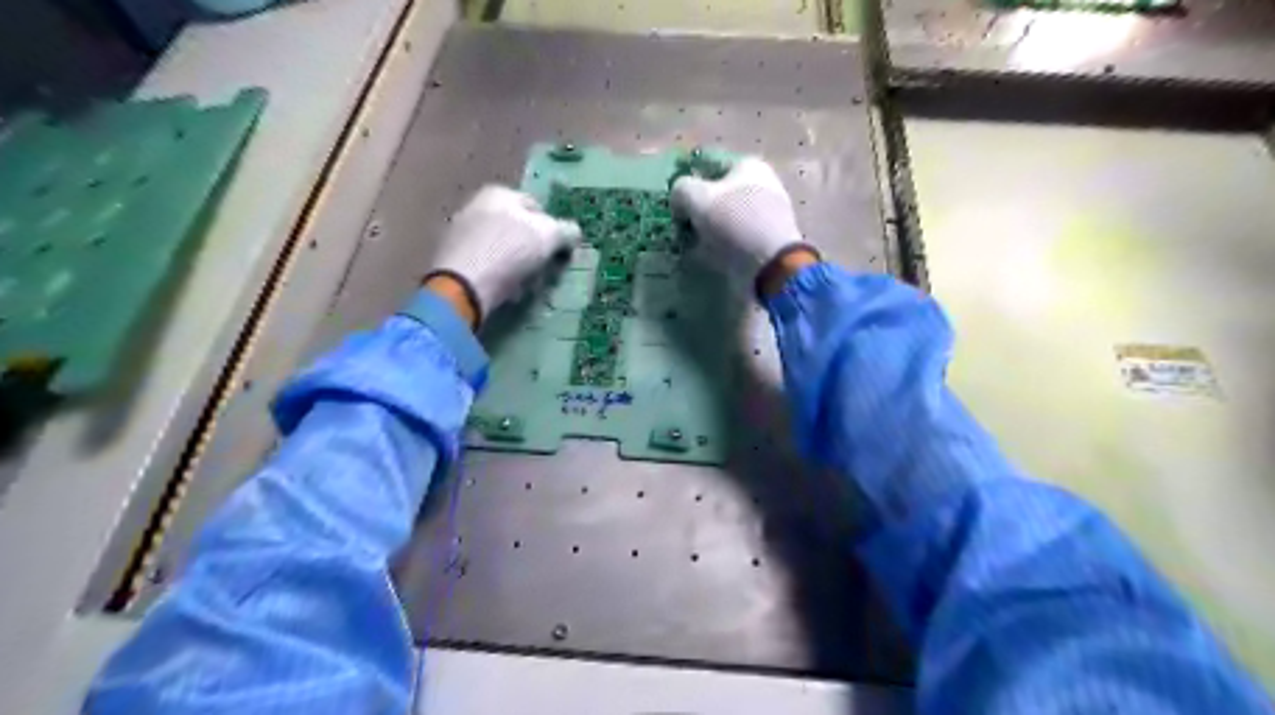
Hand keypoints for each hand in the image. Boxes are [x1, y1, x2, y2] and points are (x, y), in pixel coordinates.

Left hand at [427, 187, 585, 326]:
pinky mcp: (451, 259)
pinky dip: (497, 275)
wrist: (464, 284)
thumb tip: (574, 232)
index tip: (558, 251)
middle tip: (544, 269)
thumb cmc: (510, 251)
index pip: (536, 206)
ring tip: (526, 284)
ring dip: (515, 264)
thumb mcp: (550, 237)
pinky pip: (484, 265)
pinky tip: (504, 290)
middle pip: (516, 228)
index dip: (552, 228)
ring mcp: (459, 232)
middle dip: (532, 248)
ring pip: (500, 247)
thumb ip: (566, 231)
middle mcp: (475, 205)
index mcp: (499, 193)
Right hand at [671, 156, 820, 296]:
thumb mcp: (697, 197)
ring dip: (708, 233)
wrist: (771, 266)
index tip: (677, 206)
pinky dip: (721, 249)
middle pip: (718, 195)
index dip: (689, 184)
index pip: (709, 166)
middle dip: (699, 211)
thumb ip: (681, 190)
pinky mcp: (768, 242)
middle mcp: (762, 185)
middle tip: (683, 229)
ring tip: (693, 248)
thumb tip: (679, 201)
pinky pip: (736, 241)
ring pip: (726, 220)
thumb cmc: (734, 223)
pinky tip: (710, 259)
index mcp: (749, 166)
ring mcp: (768, 215)